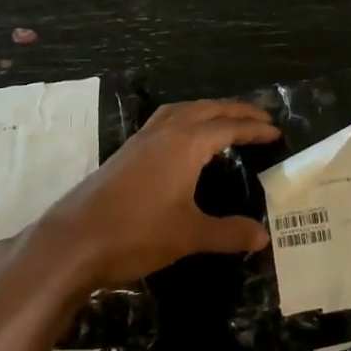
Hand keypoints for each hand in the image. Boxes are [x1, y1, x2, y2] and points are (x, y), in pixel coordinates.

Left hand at [36, 100, 278, 290]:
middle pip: (207, 109)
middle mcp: (165, 132)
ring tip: (225, 120)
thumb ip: (228, 233)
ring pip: (182, 110)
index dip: (254, 128)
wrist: (74, 241)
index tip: (276, 131)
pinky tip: (184, 139)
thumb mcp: (189, 235)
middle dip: (235, 111)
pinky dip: (185, 119)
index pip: (228, 126)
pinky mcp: (126, 152)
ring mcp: (141, 140)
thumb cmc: (137, 233)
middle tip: (260, 119)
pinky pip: (164, 121)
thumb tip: (262, 236)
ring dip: (207, 110)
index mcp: (185, 143)